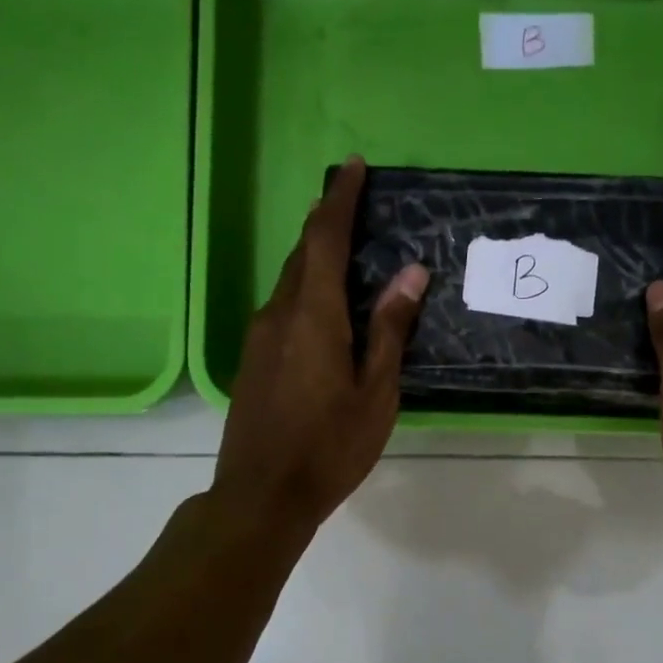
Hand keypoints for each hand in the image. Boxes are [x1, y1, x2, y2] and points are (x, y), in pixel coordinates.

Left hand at [212, 157, 428, 534]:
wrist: (262, 495)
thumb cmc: (330, 447)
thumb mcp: (376, 391)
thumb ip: (390, 329)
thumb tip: (411, 273)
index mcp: (312, 315)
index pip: (324, 238)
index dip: (340, 199)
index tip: (353, 167)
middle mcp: (278, 314)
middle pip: (302, 254)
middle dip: (327, 223)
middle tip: (355, 206)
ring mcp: (258, 337)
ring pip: (290, 282)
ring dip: (315, 259)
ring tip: (346, 254)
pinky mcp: (251, 360)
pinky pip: (282, 309)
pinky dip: (306, 292)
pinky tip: (325, 311)